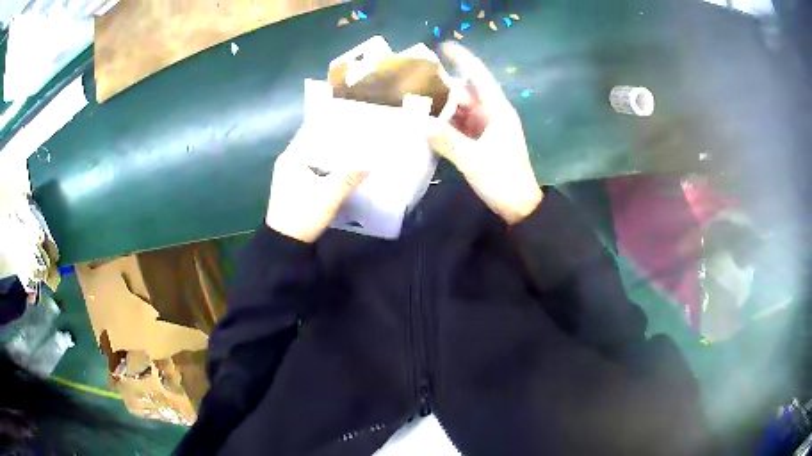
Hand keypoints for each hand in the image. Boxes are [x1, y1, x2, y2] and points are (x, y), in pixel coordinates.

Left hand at [266, 128, 368, 242]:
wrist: (286, 244)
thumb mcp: (329, 195)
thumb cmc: (303, 215)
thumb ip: (350, 176)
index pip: (313, 132)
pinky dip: (328, 169)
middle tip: (360, 138)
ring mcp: (291, 175)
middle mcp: (289, 162)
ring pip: (316, 159)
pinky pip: (315, 170)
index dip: (333, 128)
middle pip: (316, 145)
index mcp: (291, 157)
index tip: (353, 125)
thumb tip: (373, 161)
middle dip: (336, 143)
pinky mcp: (296, 188)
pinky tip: (344, 171)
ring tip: (356, 152)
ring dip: (333, 157)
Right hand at [429, 43, 542, 224]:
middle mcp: (492, 114)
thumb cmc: (503, 180)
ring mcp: (486, 128)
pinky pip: (459, 126)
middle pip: (465, 93)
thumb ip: (446, 140)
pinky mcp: (480, 141)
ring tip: (413, 102)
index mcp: (497, 111)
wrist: (519, 206)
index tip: (443, 46)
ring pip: (460, 110)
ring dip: (440, 107)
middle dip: (441, 87)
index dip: (463, 59)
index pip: (479, 77)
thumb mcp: (474, 160)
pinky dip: (444, 124)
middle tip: (413, 83)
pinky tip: (426, 124)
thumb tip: (417, 122)